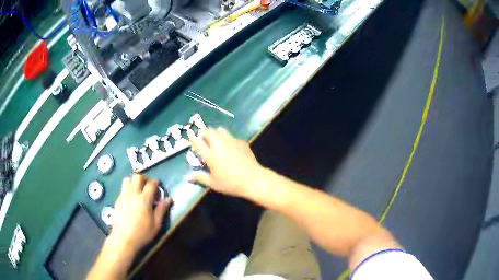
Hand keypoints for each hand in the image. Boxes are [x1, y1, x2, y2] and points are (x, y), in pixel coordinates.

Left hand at [109, 174, 171, 252]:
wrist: (123, 238)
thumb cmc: (142, 233)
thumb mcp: (156, 224)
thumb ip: (162, 210)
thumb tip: (169, 199)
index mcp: (144, 199)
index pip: (151, 184)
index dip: (156, 182)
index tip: (159, 186)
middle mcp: (133, 194)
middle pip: (138, 176)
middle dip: (144, 178)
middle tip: (149, 187)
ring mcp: (124, 196)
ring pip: (128, 179)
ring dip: (134, 181)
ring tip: (139, 190)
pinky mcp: (118, 200)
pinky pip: (123, 188)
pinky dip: (128, 188)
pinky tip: (132, 199)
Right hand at [188, 127, 263, 197]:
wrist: (252, 179)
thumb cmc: (230, 183)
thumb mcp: (213, 183)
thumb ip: (200, 178)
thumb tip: (187, 177)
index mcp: (210, 155)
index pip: (198, 143)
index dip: (193, 138)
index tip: (192, 137)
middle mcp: (219, 145)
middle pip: (209, 131)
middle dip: (205, 133)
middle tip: (205, 139)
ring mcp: (231, 142)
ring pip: (221, 130)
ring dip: (216, 133)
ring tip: (217, 140)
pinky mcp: (241, 142)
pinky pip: (232, 136)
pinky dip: (228, 139)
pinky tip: (231, 147)